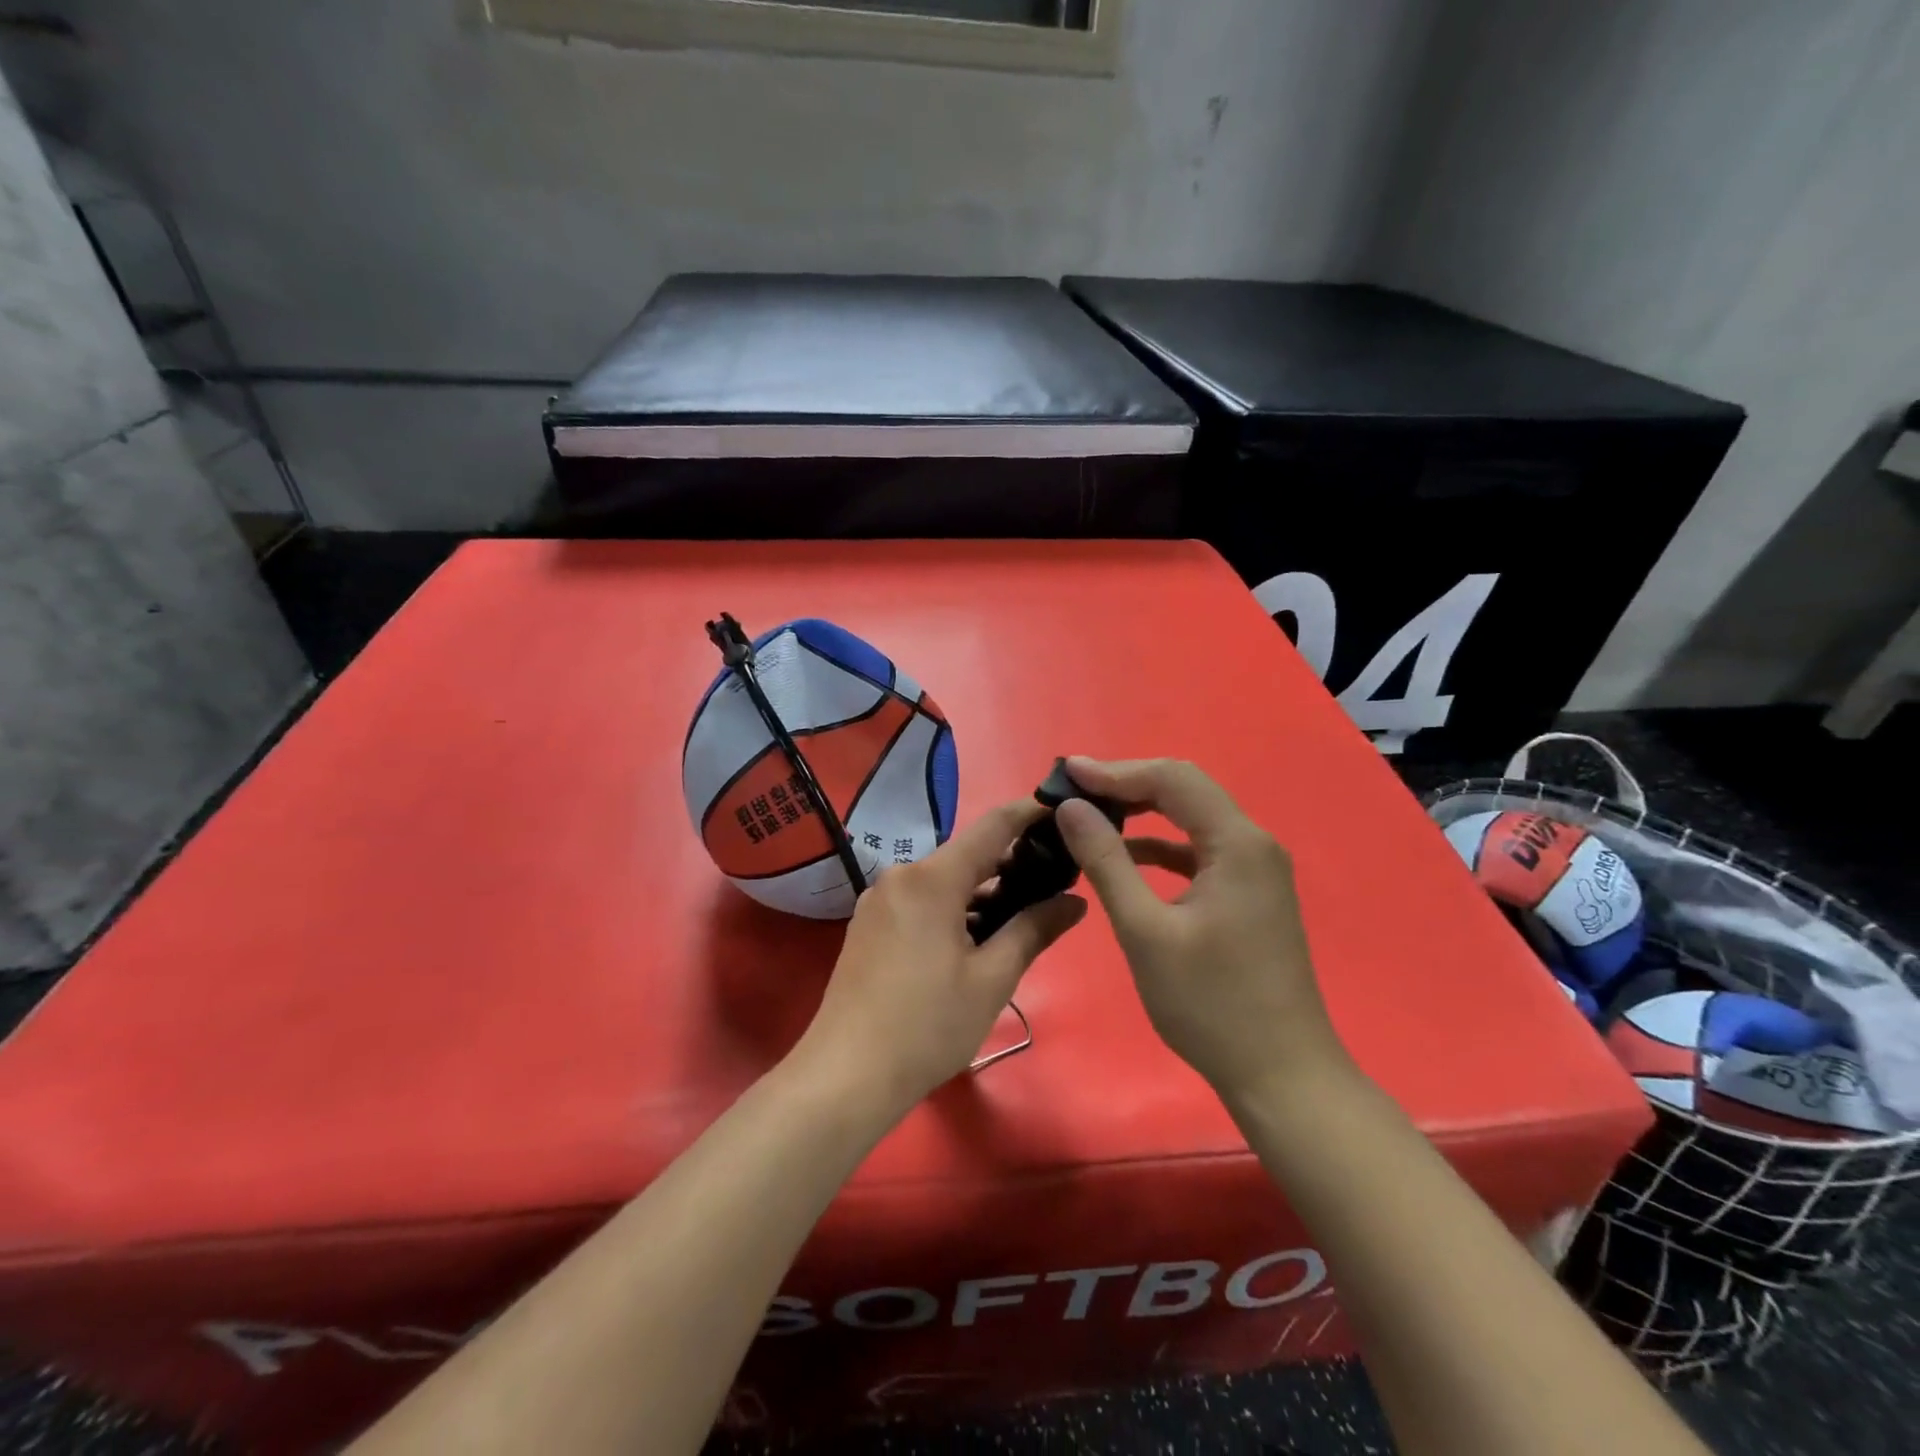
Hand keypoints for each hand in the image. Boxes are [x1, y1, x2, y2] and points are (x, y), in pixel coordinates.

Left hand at [795, 800, 1086, 1115]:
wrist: (845, 1075)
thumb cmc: (927, 1026)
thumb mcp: (992, 980)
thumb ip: (1034, 930)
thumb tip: (1075, 901)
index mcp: (932, 879)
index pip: (991, 827)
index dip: (1029, 813)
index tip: (1063, 810)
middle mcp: (901, 875)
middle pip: (966, 856)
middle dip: (1010, 864)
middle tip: (1054, 883)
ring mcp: (879, 899)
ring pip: (943, 881)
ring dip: (981, 893)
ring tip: (1021, 918)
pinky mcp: (868, 924)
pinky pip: (920, 900)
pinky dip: (952, 909)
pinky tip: (974, 940)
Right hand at [1053, 758, 1348, 1109]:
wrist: (1281, 1074)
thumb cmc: (1209, 1004)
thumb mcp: (1145, 930)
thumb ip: (1106, 861)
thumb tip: (1072, 808)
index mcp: (1237, 843)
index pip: (1172, 780)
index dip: (1115, 771)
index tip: (1065, 773)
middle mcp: (1253, 844)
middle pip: (1184, 791)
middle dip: (1126, 785)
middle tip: (1073, 790)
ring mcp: (1255, 869)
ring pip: (1191, 819)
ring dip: (1141, 812)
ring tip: (1089, 815)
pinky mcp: (1248, 893)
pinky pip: (1198, 851)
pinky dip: (1160, 846)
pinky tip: (1125, 856)